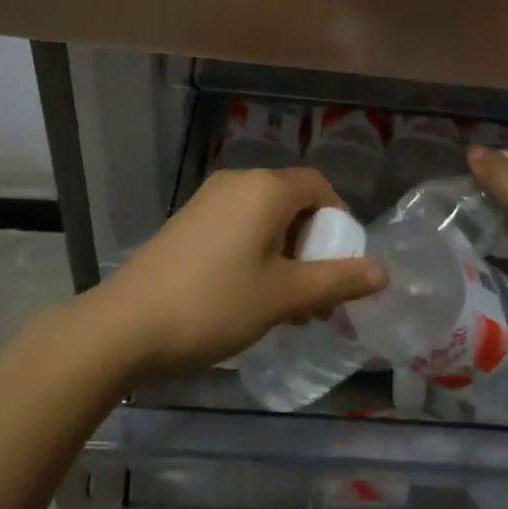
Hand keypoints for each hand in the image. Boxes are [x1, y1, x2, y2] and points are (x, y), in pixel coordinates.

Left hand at [92, 168, 384, 378]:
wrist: (124, 326)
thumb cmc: (215, 304)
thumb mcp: (285, 296)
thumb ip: (338, 280)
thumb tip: (384, 271)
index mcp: (266, 188)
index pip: (320, 187)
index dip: (340, 222)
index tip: (343, 266)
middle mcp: (238, 182)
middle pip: (293, 203)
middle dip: (313, 247)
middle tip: (319, 296)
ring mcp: (208, 201)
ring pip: (265, 220)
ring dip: (286, 257)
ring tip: (289, 308)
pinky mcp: (187, 223)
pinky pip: (238, 228)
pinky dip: (257, 255)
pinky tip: (251, 299)